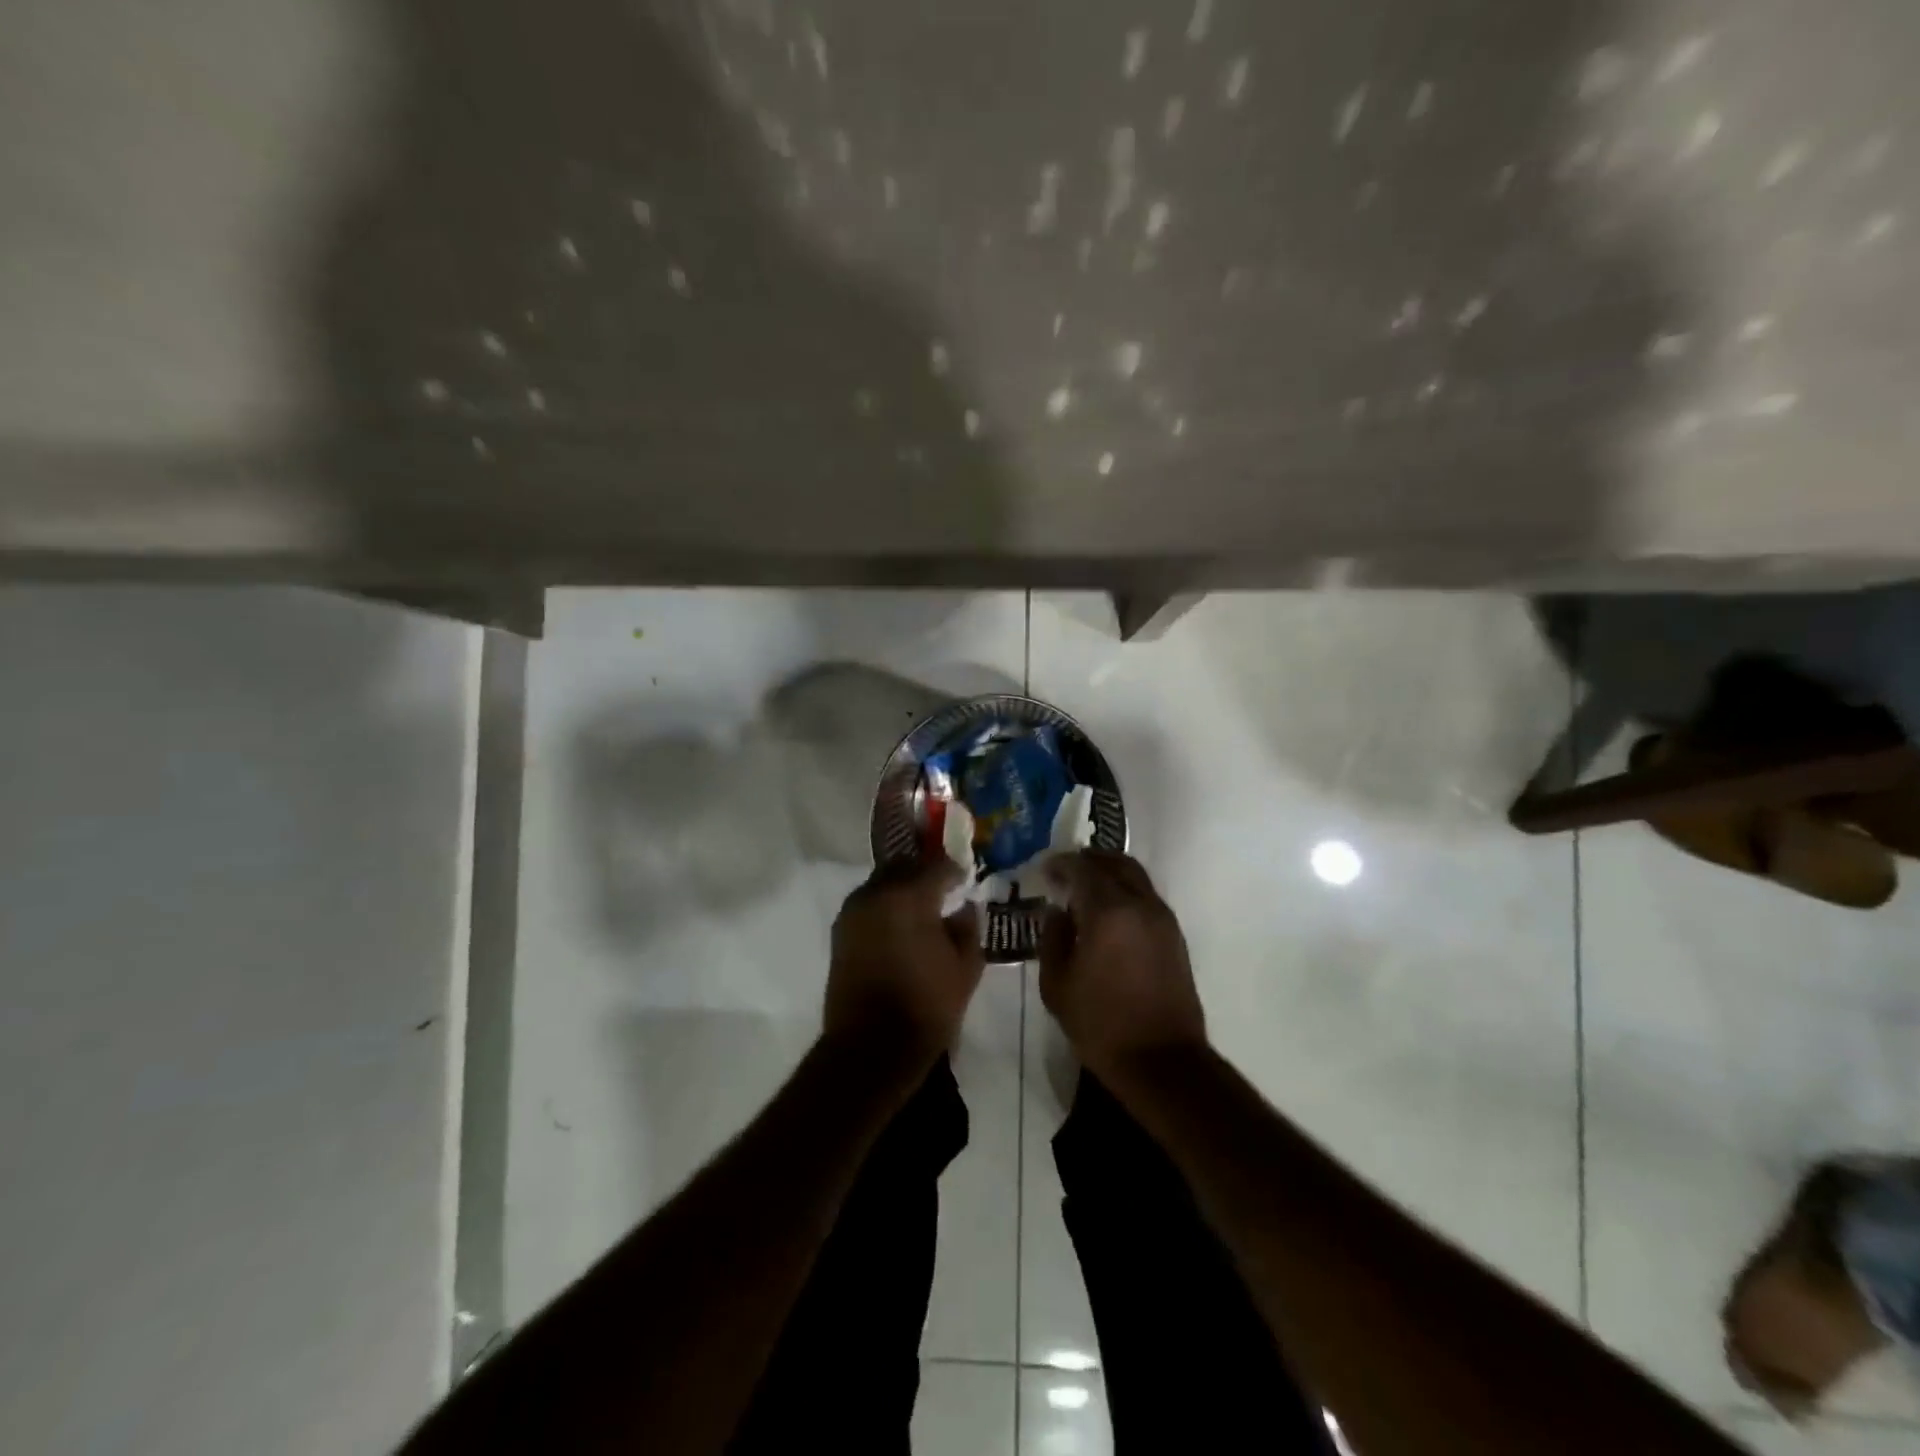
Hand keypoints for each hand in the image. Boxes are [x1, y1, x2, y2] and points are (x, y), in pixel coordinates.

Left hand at [825, 862, 984, 1065]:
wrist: (871, 1047)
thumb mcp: (966, 967)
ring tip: (921, 909)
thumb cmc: (926, 1006)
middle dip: (925, 873)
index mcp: (909, 896)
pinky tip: (900, 926)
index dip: (955, 872)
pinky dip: (885, 905)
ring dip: (902, 887)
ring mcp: (853, 911)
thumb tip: (964, 908)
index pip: (938, 866)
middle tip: (943, 890)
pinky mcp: (840, 931)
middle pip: (905, 865)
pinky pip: (868, 903)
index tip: (966, 881)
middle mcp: (876, 893)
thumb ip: (968, 928)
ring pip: (882, 882)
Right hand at [1038, 851, 1205, 1079]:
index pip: (1082, 868)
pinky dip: (1126, 890)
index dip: (1061, 864)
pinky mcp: (1174, 936)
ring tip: (1086, 887)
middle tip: (1066, 870)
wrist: (1162, 1061)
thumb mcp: (1057, 985)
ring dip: (1110, 872)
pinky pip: (1146, 896)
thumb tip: (1056, 912)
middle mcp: (1140, 904)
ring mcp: (1162, 918)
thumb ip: (1052, 939)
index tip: (1044, 869)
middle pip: (1115, 863)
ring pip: (1136, 877)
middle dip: (1088, 860)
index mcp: (1108, 912)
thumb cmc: (1101, 1025)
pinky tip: (1109, 912)